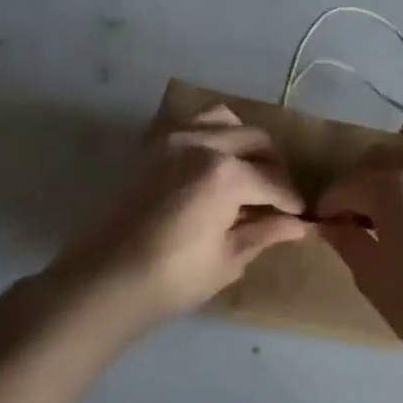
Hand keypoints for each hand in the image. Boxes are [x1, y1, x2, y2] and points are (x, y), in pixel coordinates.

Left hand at [44, 104, 309, 326]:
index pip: (275, 181)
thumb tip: (299, 225)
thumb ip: (265, 232)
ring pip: (224, 119)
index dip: (292, 201)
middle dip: (274, 167)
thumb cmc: (170, 279)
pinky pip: (189, 122)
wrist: (101, 282)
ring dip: (243, 141)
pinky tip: (212, 163)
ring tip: (247, 171)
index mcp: (225, 174)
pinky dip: (209, 134)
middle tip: (277, 198)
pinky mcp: (149, 145)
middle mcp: (202, 142)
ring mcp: (172, 138)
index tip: (301, 216)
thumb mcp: (228, 259)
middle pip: (256, 141)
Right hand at [317, 146, 402, 362]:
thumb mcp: (372, 275)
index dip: (330, 204)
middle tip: (352, 218)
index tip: (323, 225)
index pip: (349, 184)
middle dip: (360, 184)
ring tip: (387, 220)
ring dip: (391, 183)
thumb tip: (331, 224)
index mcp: (397, 185)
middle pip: (381, 161)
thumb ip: (346, 239)